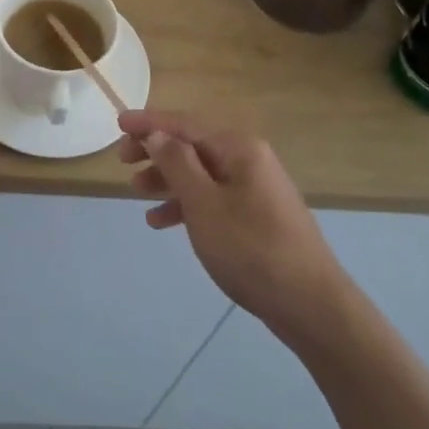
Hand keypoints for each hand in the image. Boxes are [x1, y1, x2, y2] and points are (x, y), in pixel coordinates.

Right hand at [119, 111, 345, 339]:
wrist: (310, 305)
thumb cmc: (251, 249)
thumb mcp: (204, 204)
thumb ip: (177, 164)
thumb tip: (156, 134)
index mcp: (239, 148)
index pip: (185, 124)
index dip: (149, 122)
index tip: (118, 122)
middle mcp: (248, 159)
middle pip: (192, 146)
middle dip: (156, 151)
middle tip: (122, 161)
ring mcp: (254, 188)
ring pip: (200, 173)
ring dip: (167, 179)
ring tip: (135, 192)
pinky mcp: (255, 216)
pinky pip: (212, 198)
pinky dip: (186, 205)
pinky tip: (160, 222)